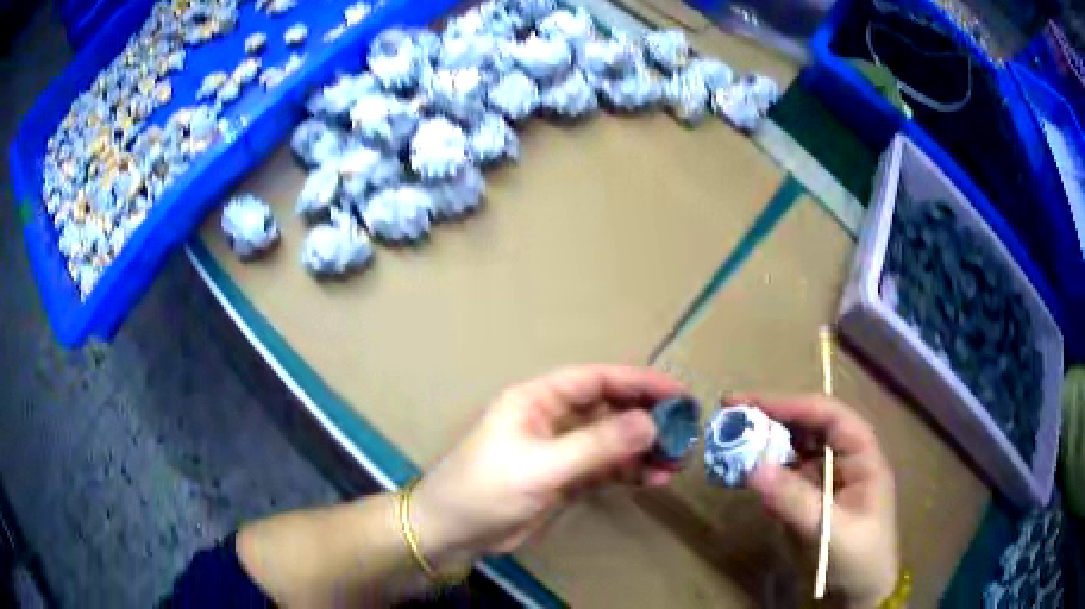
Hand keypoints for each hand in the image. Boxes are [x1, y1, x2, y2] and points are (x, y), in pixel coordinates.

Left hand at [411, 365, 684, 560]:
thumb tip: (650, 423)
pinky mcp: (566, 478)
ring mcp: (561, 450)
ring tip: (678, 461)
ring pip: (612, 440)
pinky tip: (655, 480)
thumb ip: (596, 446)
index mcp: (538, 399)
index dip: (638, 382)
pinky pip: (606, 468)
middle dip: (647, 418)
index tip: (677, 393)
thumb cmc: (486, 489)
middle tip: (686, 430)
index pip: (597, 380)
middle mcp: (553, 418)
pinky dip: (631, 472)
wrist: (453, 532)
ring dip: (644, 449)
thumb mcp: (541, 466)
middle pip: (610, 408)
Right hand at [744, 395, 898, 607]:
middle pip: (809, 425)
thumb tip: (752, 468)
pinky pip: (787, 475)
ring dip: (766, 443)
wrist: (860, 593)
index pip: (828, 415)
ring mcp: (827, 478)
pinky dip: (766, 471)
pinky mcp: (811, 497)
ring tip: (732, 441)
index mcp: (862, 454)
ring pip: (796, 448)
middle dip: (773, 417)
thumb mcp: (830, 531)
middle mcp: (845, 458)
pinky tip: (745, 473)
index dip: (790, 405)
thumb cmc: (859, 558)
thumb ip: (795, 500)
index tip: (749, 404)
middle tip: (731, 415)